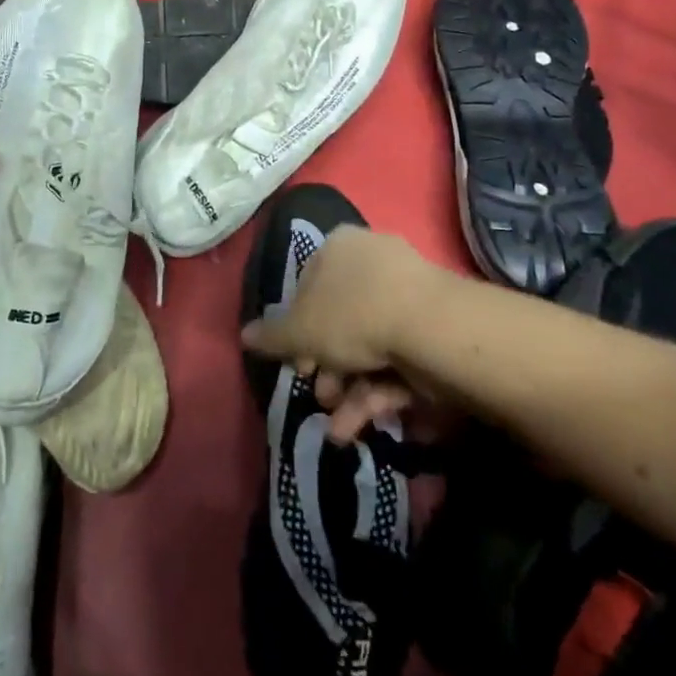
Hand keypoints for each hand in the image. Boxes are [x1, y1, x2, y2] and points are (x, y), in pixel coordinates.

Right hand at [240, 225, 429, 442]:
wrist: (430, 325)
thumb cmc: (352, 314)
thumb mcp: (301, 331)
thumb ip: (272, 336)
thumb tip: (243, 334)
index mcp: (338, 247)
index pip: (308, 286)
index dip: (297, 330)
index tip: (296, 364)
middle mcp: (372, 260)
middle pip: (340, 319)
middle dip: (327, 368)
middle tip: (322, 396)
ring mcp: (407, 291)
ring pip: (369, 344)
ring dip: (351, 390)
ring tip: (341, 428)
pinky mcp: (432, 323)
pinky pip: (398, 354)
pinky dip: (379, 390)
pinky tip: (365, 425)